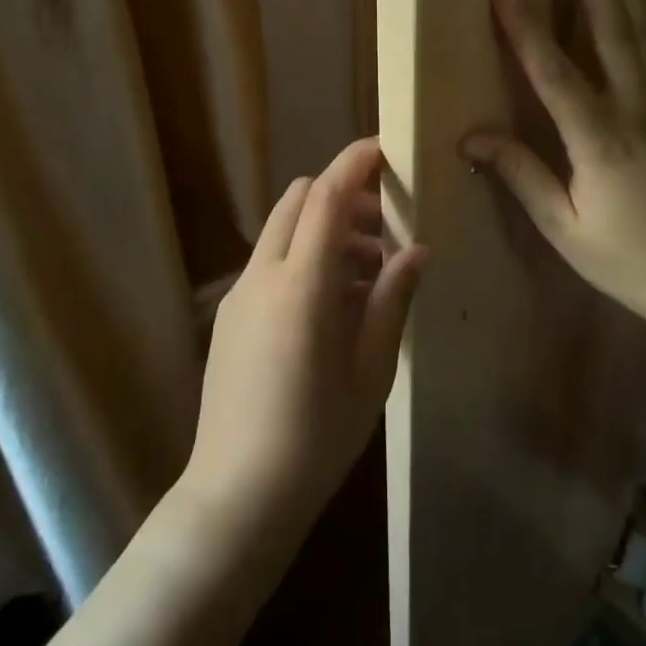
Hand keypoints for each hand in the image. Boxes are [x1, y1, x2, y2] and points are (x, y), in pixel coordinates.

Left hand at [182, 138, 425, 539]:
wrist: (237, 496)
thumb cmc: (317, 435)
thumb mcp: (371, 368)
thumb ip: (392, 299)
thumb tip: (417, 250)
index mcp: (301, 284)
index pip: (325, 196)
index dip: (353, 163)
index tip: (383, 149)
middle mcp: (262, 275)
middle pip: (297, 201)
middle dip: (340, 195)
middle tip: (383, 225)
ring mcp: (238, 295)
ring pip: (282, 231)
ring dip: (323, 230)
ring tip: (367, 274)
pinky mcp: (228, 317)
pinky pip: (269, 264)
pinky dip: (302, 258)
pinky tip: (331, 306)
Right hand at [459, 0, 645, 325]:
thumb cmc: (629, 260)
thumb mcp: (565, 227)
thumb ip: (521, 174)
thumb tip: (471, 136)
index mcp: (601, 138)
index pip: (554, 70)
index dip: (525, 23)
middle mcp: (635, 107)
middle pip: (612, 24)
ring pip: (640, 28)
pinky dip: (635, 12)